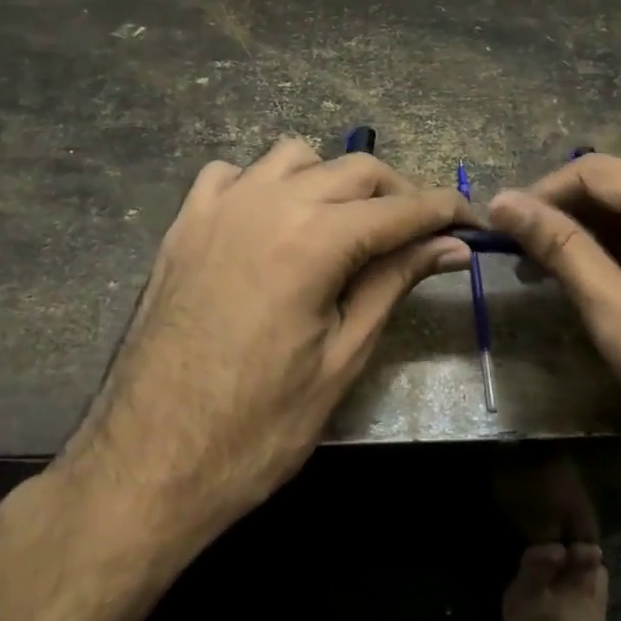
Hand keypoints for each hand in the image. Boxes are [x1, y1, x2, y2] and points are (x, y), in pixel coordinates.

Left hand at [61, 137, 475, 552]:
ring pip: (295, 156)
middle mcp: (268, 202)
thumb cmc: (258, 427)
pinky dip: (266, 184)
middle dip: (397, 193)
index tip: (471, 221)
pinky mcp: (184, 223)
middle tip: (418, 235)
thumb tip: (450, 246)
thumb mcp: (343, 357)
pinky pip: (234, 173)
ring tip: (345, 226)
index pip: (400, 208)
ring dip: (332, 180)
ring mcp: (219, 207)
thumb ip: (394, 283)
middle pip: (354, 169)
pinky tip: (272, 222)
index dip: (443, 210)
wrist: (149, 463)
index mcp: (313, 240)